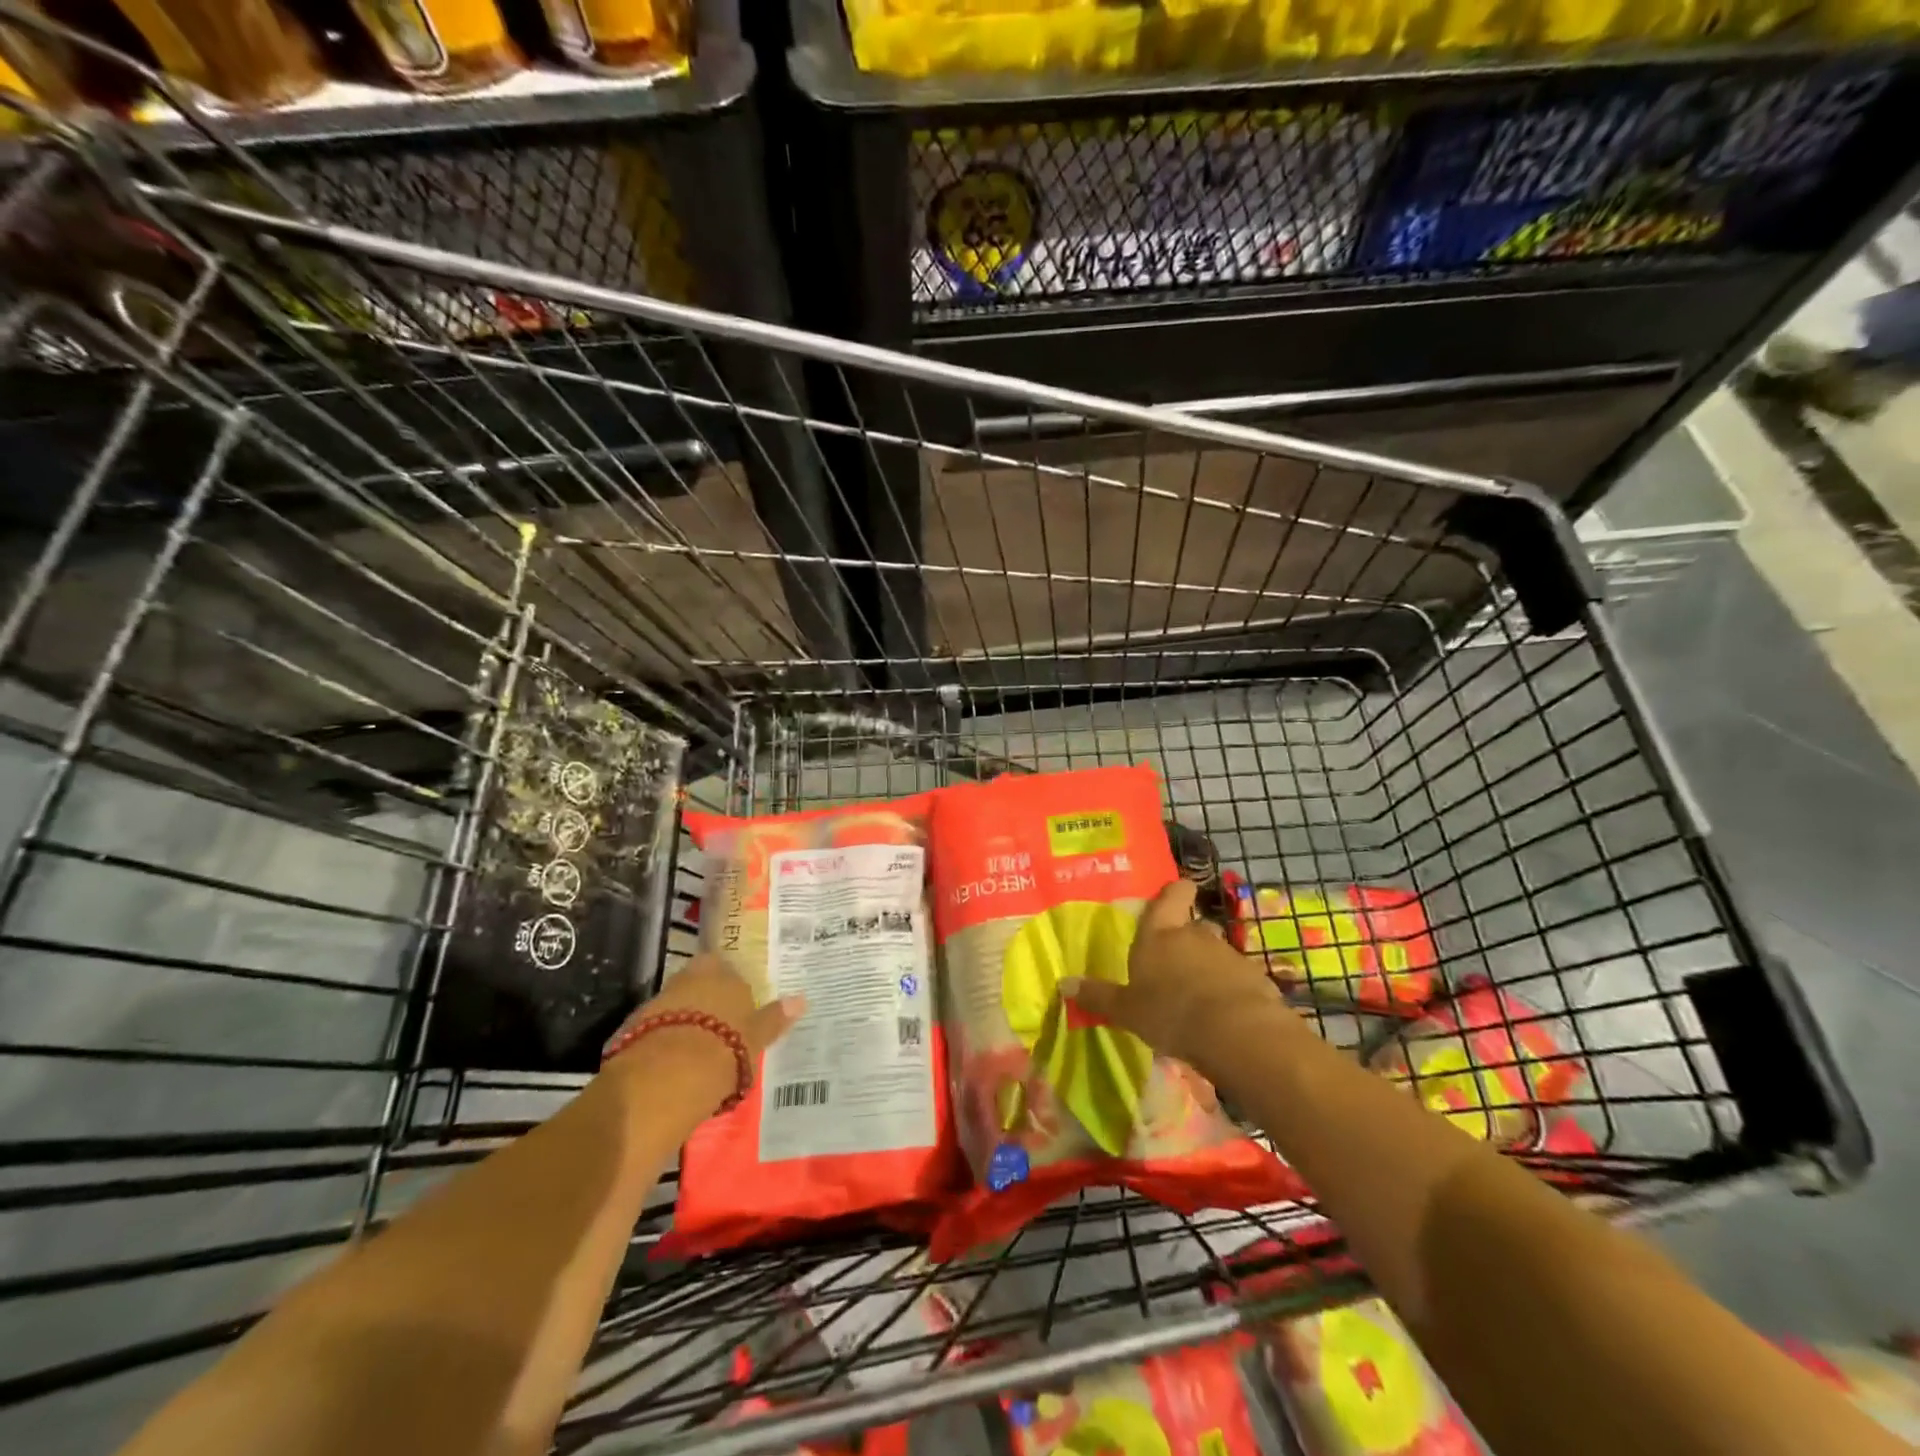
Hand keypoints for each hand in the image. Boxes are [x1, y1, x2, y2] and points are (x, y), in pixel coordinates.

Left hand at [602, 955, 805, 1111]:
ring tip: (700, 1049)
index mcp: (723, 972)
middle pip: (701, 982)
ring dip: (687, 1020)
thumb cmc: (724, 1049)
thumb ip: (775, 1018)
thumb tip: (801, 1000)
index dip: (733, 986)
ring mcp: (661, 999)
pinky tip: (676, 1061)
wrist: (666, 1077)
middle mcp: (691, 977)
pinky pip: (659, 1027)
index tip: (739, 1006)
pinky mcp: (636, 1025)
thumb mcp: (756, 1037)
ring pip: (679, 1004)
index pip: (729, 968)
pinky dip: (667, 1038)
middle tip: (721, 1026)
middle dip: (708, 1000)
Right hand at [1059, 879, 1281, 1075]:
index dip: (1175, 891)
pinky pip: (1236, 979)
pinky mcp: (1254, 978)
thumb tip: (1064, 983)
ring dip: (1207, 968)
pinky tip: (1221, 1016)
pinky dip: (1228, 991)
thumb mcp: (1127, 1010)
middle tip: (1173, 964)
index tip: (1178, 888)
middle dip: (1185, 940)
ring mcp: (1228, 955)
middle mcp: (1195, 935)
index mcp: (1160, 935)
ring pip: (1215, 953)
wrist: (1237, 1033)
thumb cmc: (1170, 1012)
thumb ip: (1099, 996)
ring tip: (1196, 997)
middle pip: (1192, 926)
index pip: (1171, 896)